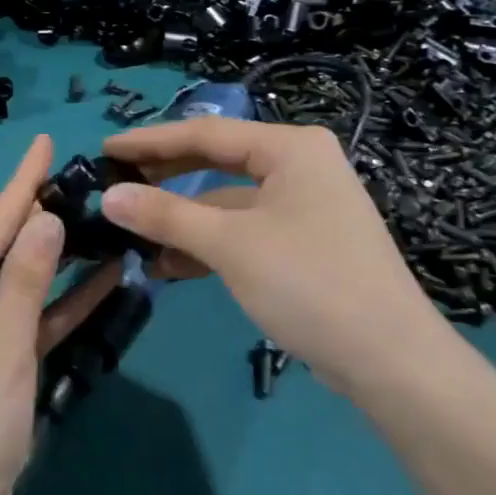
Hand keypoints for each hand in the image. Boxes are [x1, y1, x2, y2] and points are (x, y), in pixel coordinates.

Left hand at [0, 135, 118, 494]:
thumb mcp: (2, 344)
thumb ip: (26, 278)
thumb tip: (45, 217)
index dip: (20, 183)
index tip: (45, 142)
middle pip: (3, 251)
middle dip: (41, 219)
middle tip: (82, 180)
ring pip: (21, 286)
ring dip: (59, 261)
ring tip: (98, 218)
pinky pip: (30, 322)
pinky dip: (61, 305)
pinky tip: (102, 279)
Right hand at [101, 118, 452, 398]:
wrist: (390, 361)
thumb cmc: (309, 283)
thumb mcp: (230, 244)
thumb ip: (165, 214)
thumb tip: (108, 196)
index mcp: (290, 147)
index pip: (205, 133)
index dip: (150, 141)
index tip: (104, 149)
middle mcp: (299, 166)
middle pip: (216, 162)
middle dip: (164, 177)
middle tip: (113, 184)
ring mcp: (303, 206)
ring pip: (226, 201)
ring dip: (181, 219)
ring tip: (130, 232)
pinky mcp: (302, 243)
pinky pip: (242, 231)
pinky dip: (207, 244)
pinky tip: (168, 265)